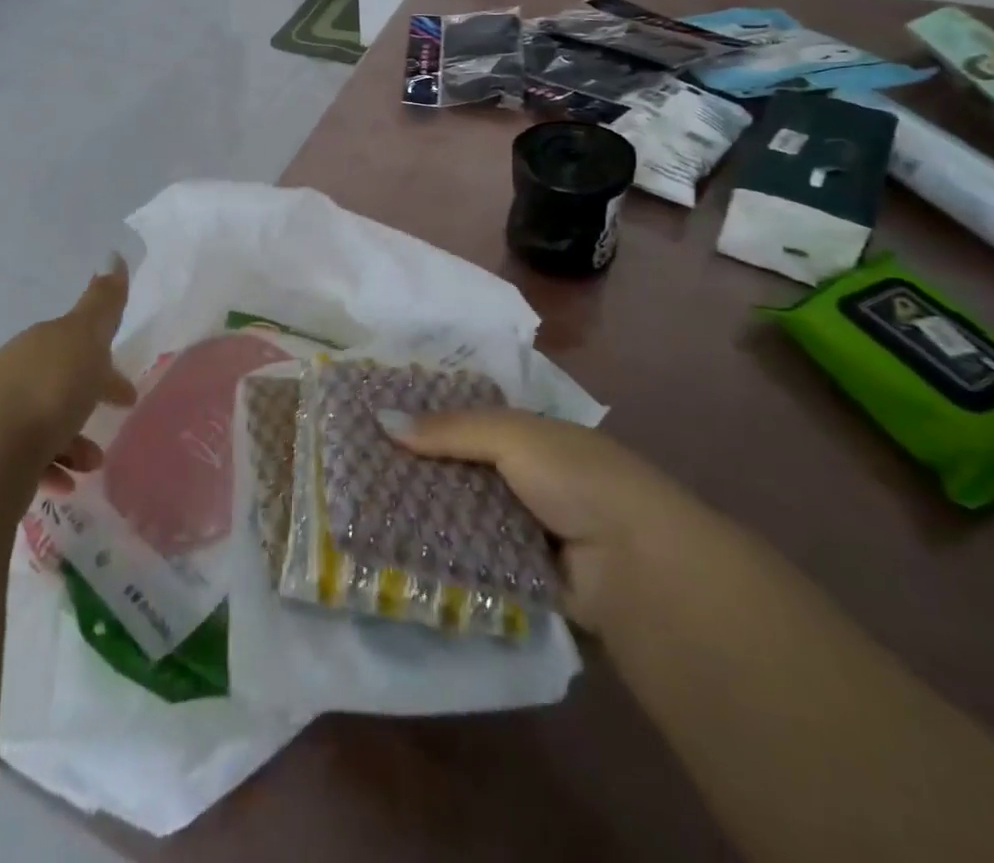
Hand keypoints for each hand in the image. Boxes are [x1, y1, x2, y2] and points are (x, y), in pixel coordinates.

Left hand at [0, 256, 135, 494]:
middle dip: (87, 401)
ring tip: (90, 465)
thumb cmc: (46, 390)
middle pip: (58, 384)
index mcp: (41, 345)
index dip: (105, 368)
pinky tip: (63, 486)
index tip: (127, 394)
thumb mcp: (85, 338)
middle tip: (114, 422)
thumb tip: (114, 254)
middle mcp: (13, 375)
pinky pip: (25, 461)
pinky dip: (49, 469)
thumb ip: (103, 303)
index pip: (78, 348)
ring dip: (72, 442)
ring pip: (42, 425)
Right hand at [382, 409, 684, 634]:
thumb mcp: (514, 436)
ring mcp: (522, 528)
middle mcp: (525, 479)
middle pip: (458, 469)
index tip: (373, 422)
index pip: (466, 421)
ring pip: (460, 514)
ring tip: (364, 511)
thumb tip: (382, 421)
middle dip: (416, 470)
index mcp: (530, 437)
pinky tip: (396, 551)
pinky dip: (442, 555)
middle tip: (356, 470)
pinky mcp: (519, 575)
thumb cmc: (577, 479)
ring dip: (424, 515)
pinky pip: (471, 558)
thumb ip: (451, 429)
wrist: (637, 568)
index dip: (425, 420)